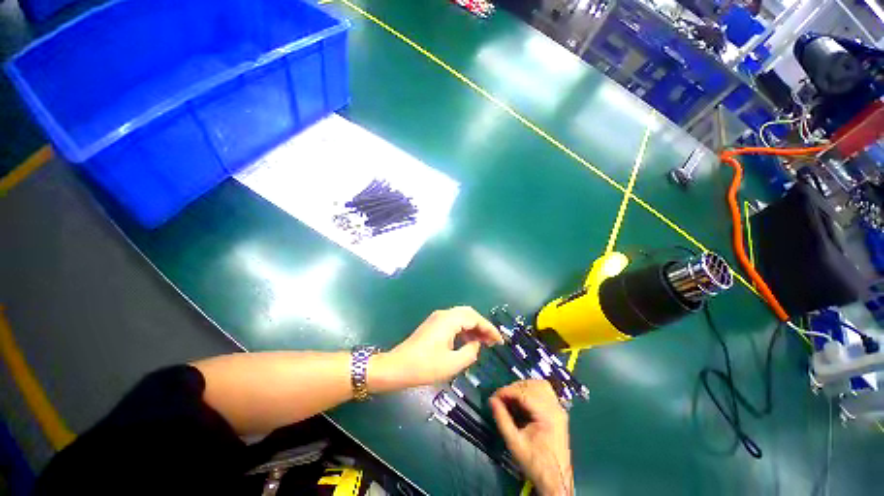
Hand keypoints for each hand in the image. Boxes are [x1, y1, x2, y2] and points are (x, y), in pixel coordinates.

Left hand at [369, 307, 502, 391]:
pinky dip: (464, 329)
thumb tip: (476, 344)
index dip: (489, 329)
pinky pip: (453, 322)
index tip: (500, 341)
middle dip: (482, 326)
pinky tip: (468, 341)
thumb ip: (470, 352)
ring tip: (484, 342)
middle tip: (492, 341)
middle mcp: (444, 314)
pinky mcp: (433, 325)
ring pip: (461, 317)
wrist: (397, 367)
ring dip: (473, 327)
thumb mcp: (452, 364)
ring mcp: (437, 318)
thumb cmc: (425, 367)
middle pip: (469, 314)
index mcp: (449, 320)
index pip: (475, 318)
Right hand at [490, 380, 573, 495]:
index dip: (507, 391)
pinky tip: (523, 401)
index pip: (524, 393)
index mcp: (547, 415)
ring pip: (540, 385)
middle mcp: (556, 408)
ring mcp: (559, 409)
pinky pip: (545, 392)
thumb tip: (491, 400)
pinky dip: (532, 391)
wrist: (556, 481)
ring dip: (524, 387)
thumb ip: (502, 420)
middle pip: (533, 385)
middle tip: (501, 398)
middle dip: (514, 388)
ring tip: (511, 397)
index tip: (494, 397)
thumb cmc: (535, 464)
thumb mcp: (515, 444)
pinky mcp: (559, 412)